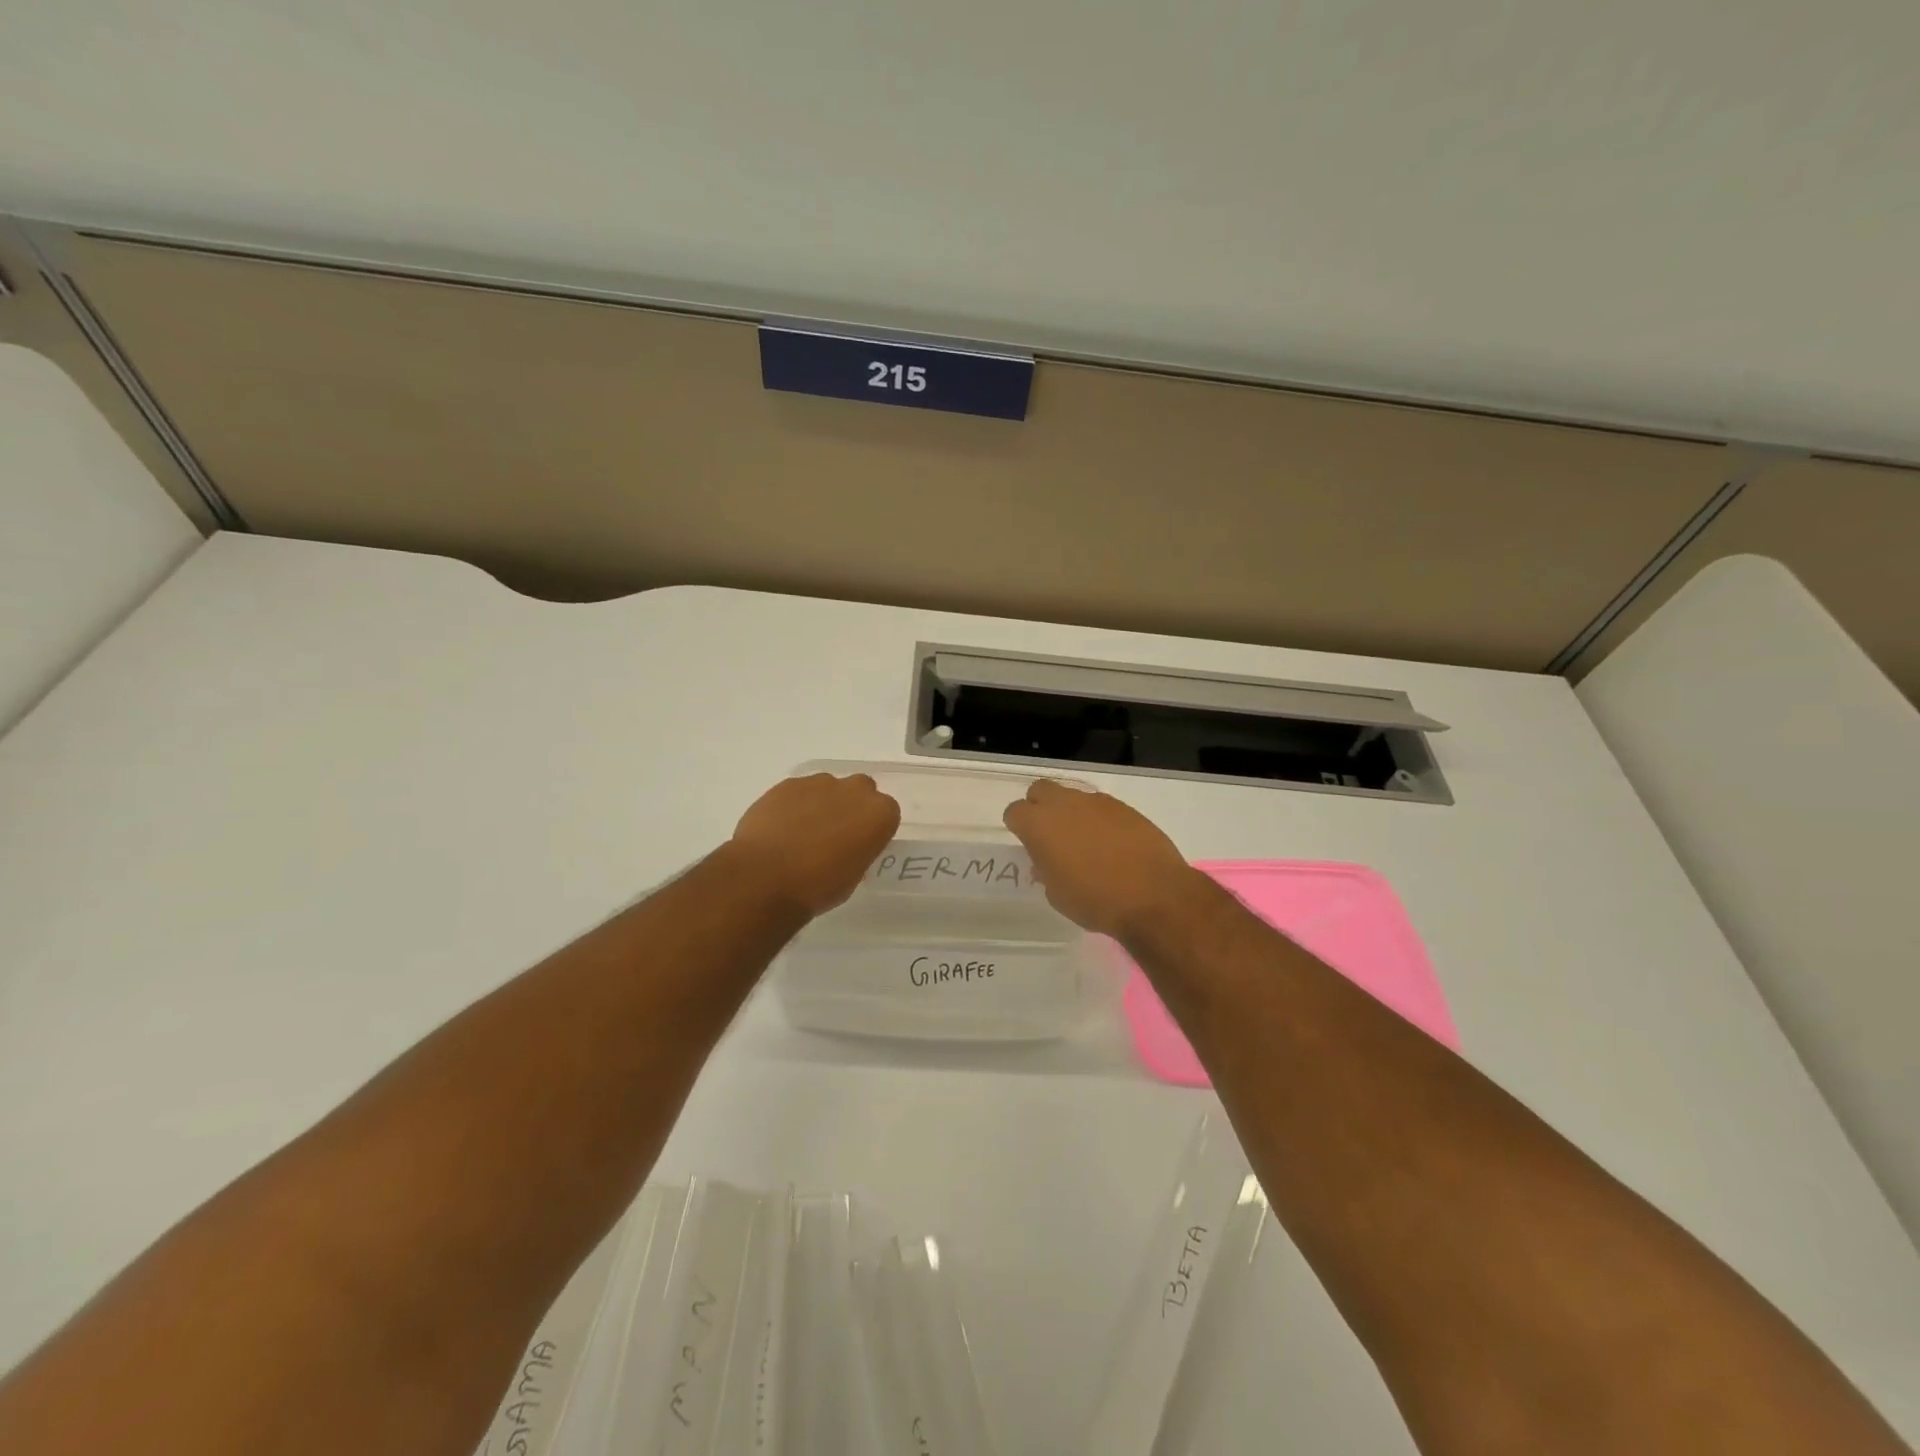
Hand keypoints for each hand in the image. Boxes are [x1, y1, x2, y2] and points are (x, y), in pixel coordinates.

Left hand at [729, 772, 900, 916]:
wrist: (766, 877)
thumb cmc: (818, 887)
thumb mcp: (852, 878)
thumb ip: (857, 852)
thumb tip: (846, 849)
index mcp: (880, 814)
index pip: (886, 813)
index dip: (872, 828)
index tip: (860, 844)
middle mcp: (855, 790)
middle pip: (860, 790)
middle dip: (850, 807)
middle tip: (834, 834)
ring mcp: (820, 783)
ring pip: (828, 788)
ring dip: (821, 804)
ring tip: (801, 833)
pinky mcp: (788, 784)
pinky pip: (798, 791)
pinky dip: (794, 805)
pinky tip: (780, 829)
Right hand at [1003, 779, 1199, 938]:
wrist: (1154, 895)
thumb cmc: (1095, 900)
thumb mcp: (1057, 895)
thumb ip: (1046, 871)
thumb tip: (1046, 862)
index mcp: (1039, 825)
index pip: (1015, 812)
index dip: (1018, 827)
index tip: (1028, 845)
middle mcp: (1065, 804)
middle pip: (1040, 790)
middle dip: (1040, 807)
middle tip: (1050, 835)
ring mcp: (1097, 802)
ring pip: (1072, 796)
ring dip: (1071, 813)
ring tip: (1084, 843)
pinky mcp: (1124, 807)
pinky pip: (1100, 807)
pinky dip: (1098, 820)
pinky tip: (1110, 844)